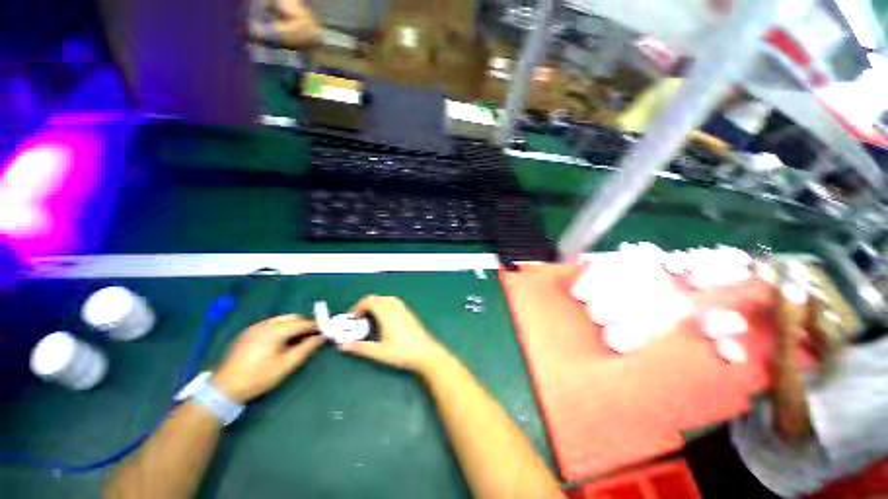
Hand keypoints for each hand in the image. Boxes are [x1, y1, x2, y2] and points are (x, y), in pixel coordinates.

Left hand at [214, 315, 324, 403]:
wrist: (224, 388)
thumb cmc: (258, 377)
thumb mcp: (286, 365)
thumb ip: (306, 348)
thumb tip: (321, 337)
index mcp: (275, 331)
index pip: (301, 323)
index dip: (315, 326)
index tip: (324, 331)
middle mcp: (264, 324)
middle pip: (291, 317)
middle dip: (303, 325)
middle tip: (310, 338)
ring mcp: (254, 327)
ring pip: (280, 320)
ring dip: (291, 326)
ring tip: (294, 341)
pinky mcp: (246, 333)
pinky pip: (269, 325)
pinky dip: (279, 329)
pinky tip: (278, 343)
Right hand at [338, 296, 445, 372]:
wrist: (426, 353)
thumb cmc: (403, 352)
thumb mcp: (379, 352)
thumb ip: (360, 348)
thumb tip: (343, 345)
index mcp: (387, 313)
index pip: (369, 301)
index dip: (357, 307)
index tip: (351, 318)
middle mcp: (395, 307)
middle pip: (377, 298)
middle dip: (364, 305)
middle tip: (357, 319)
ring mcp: (404, 309)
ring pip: (386, 299)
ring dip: (375, 304)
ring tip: (369, 318)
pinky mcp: (409, 313)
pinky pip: (394, 302)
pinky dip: (384, 306)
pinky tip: (383, 319)